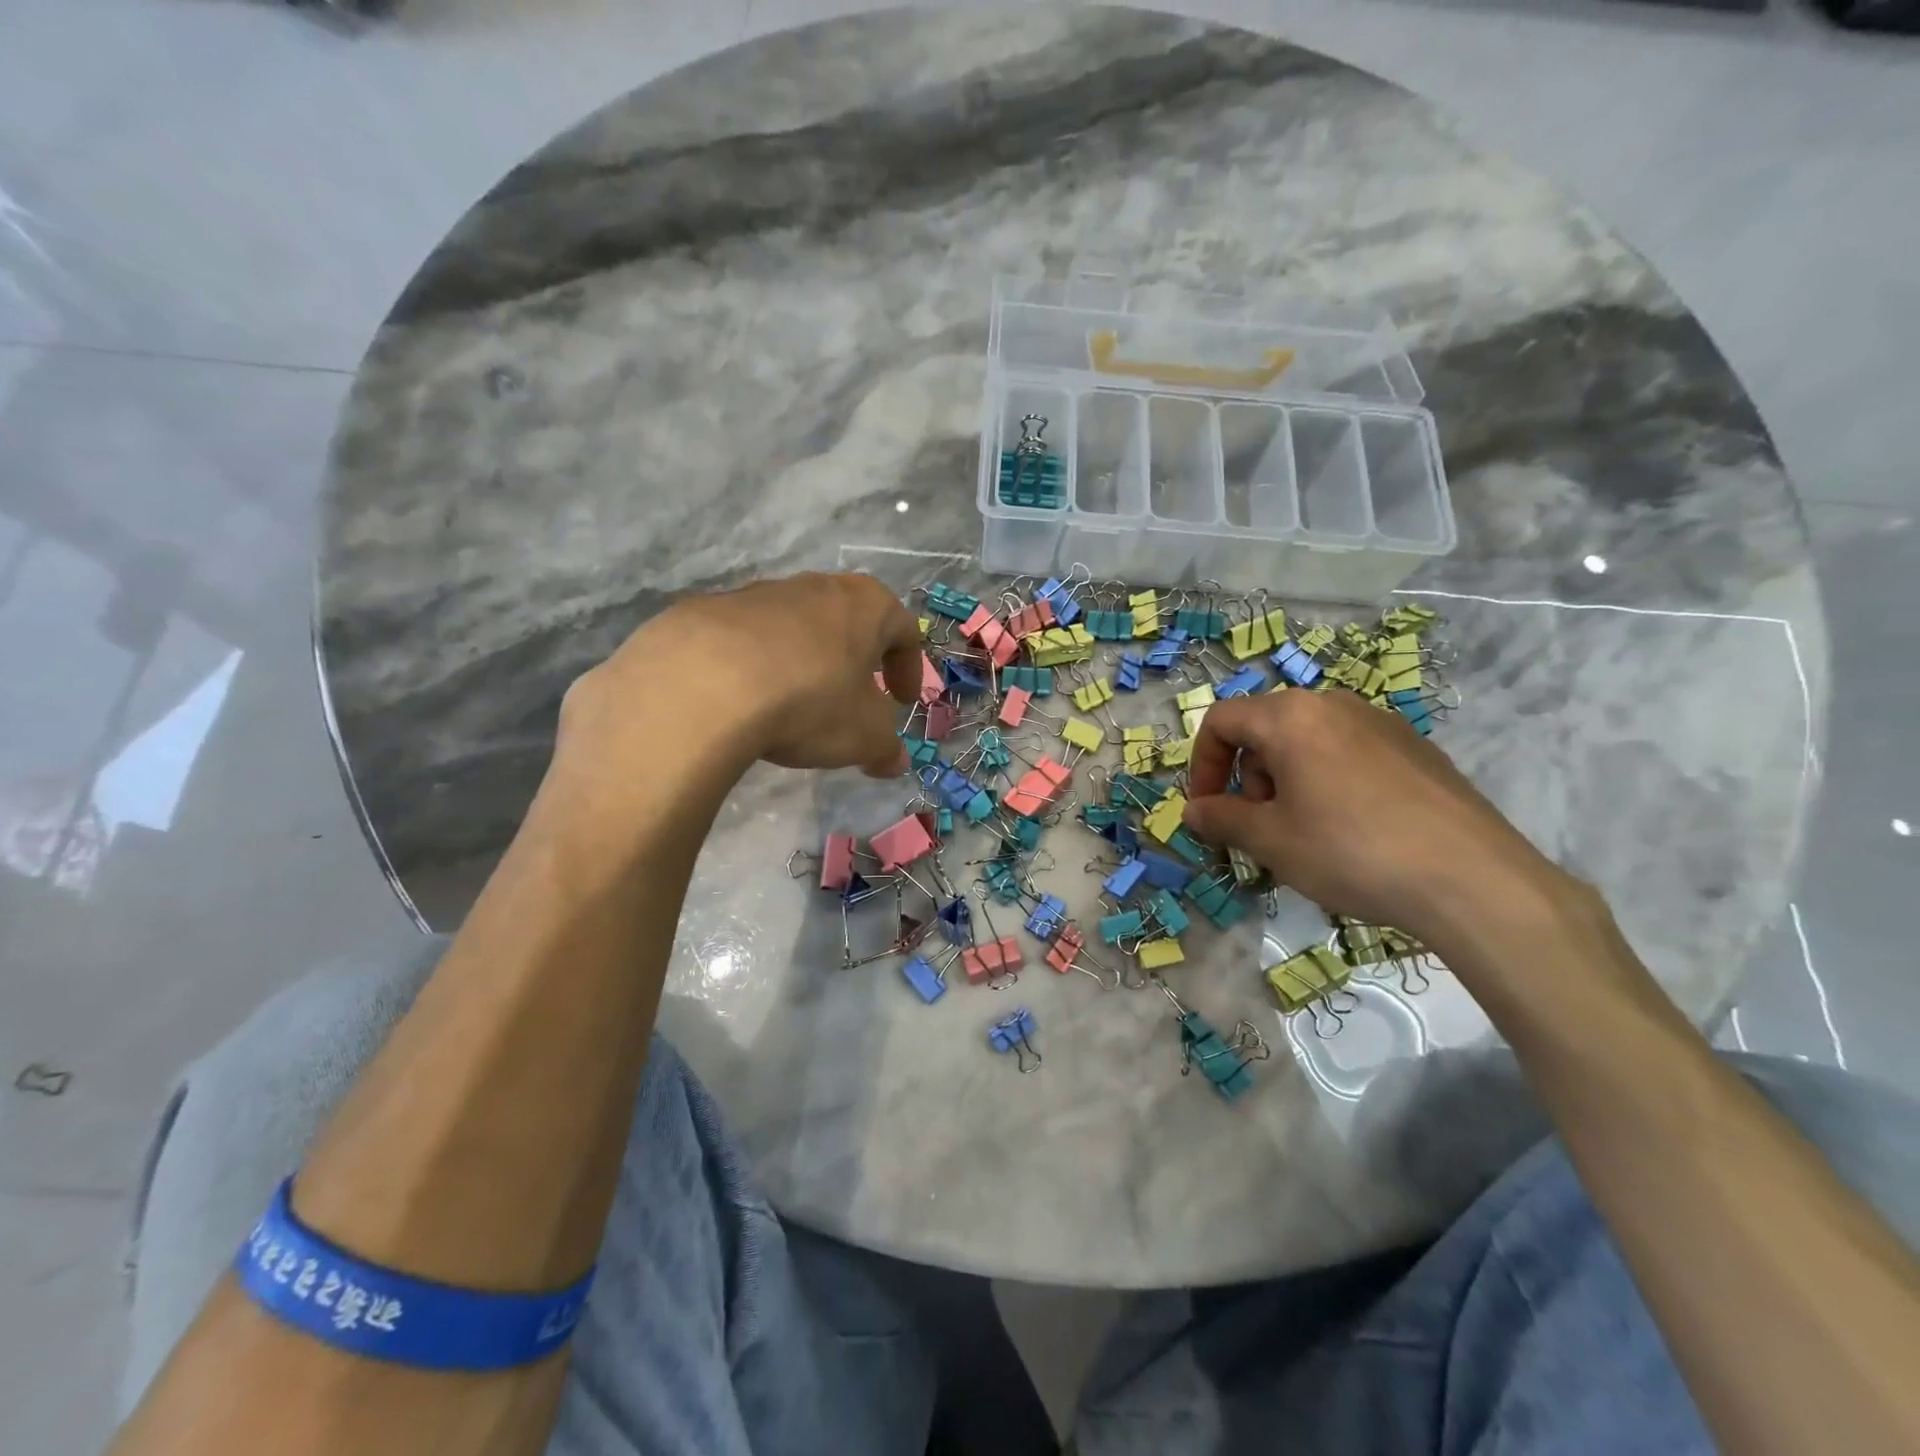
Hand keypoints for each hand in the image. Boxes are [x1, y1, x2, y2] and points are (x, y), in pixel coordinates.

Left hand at [561, 572, 920, 781]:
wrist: (707, 684)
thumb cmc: (811, 701)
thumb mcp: (864, 736)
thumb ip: (886, 748)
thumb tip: (894, 763)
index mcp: (866, 605)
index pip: (904, 631)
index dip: (909, 669)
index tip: (900, 701)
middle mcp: (817, 587)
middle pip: (850, 622)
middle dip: (857, 662)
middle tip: (854, 698)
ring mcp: (761, 594)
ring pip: (799, 628)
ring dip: (807, 662)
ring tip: (797, 705)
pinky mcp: (713, 610)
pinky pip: (751, 640)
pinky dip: (760, 666)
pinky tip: (750, 702)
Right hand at [1183, 689, 1575, 950]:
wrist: (1472, 879)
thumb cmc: (1351, 851)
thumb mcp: (1271, 841)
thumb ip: (1222, 819)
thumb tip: (1194, 812)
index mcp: (1290, 717)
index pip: (1221, 721)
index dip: (1202, 764)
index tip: (1208, 810)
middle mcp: (1334, 705)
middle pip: (1266, 728)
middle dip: (1248, 775)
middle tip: (1259, 825)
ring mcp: (1381, 722)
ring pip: (1309, 740)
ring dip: (1286, 779)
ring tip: (1305, 831)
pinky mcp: (1416, 748)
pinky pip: (1350, 753)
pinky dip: (1328, 780)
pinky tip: (1353, 829)